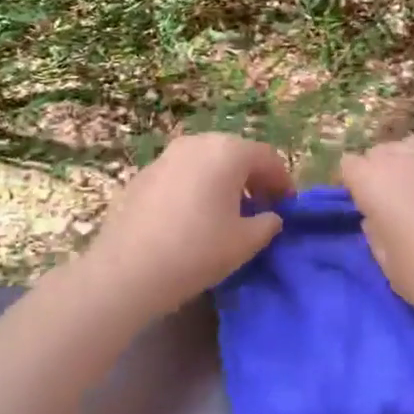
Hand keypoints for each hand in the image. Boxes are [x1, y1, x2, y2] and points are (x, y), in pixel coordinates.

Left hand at [81, 132, 293, 317]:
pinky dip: (195, 186)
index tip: (286, 207)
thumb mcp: (245, 243)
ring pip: (206, 161)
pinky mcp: (143, 174)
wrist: (127, 270)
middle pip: (235, 153)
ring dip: (222, 180)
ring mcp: (166, 156)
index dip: (282, 182)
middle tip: (260, 207)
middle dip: (252, 177)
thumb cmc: (196, 251)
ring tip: (226, 212)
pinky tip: (192, 216)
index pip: (267, 158)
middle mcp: (197, 143)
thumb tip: (270, 216)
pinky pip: (181, 173)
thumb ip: (267, 224)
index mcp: (227, 152)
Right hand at [340, 135, 413, 341]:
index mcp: (375, 181)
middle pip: (382, 151)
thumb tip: (377, 216)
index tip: (361, 206)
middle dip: (379, 170)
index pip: (349, 165)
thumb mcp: (387, 263)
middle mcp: (407, 159)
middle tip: (391, 203)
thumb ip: (375, 230)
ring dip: (411, 165)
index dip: (352, 184)